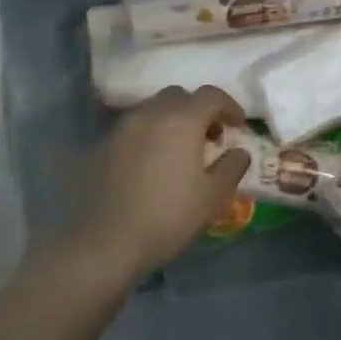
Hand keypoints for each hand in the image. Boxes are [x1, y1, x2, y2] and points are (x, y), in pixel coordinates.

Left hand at [78, 87, 251, 277]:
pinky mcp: (101, 146)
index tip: (238, 125)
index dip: (229, 106)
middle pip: (179, 96)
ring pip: (153, 110)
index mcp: (182, 120)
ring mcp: (122, 128)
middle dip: (198, 110)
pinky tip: (150, 165)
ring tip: (178, 151)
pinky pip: (132, 130)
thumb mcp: (212, 197)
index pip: (211, 95)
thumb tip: (240, 152)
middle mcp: (150, 114)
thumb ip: (232, 167)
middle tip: (208, 136)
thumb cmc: (166, 217)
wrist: (102, 244)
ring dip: (171, 121)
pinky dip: (148, 137)